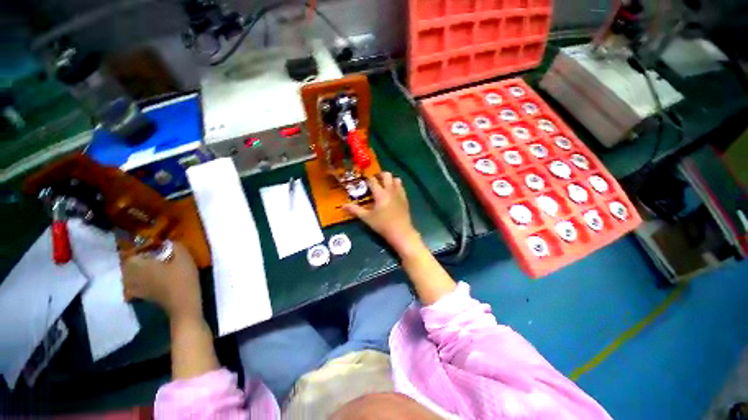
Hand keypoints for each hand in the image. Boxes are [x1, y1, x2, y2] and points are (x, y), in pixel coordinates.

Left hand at [121, 241, 202, 321]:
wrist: (183, 303)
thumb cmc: (182, 278)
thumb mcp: (184, 257)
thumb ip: (176, 246)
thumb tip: (169, 242)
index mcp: (139, 264)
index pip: (132, 252)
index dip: (142, 249)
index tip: (155, 247)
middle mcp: (132, 276)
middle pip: (128, 265)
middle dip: (137, 260)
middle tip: (152, 257)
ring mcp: (135, 288)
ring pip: (128, 276)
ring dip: (136, 271)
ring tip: (149, 268)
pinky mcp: (141, 296)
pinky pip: (133, 286)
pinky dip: (137, 282)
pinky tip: (149, 281)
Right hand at [344, 172, 421, 253]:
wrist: (401, 232)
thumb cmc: (382, 225)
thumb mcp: (367, 218)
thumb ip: (355, 210)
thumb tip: (343, 205)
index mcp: (380, 194)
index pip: (373, 180)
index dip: (367, 178)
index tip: (363, 178)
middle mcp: (390, 190)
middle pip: (386, 175)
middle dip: (380, 174)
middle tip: (374, 179)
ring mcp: (399, 194)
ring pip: (396, 179)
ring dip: (390, 179)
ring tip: (384, 185)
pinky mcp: (405, 199)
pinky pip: (401, 187)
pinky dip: (396, 186)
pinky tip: (393, 193)